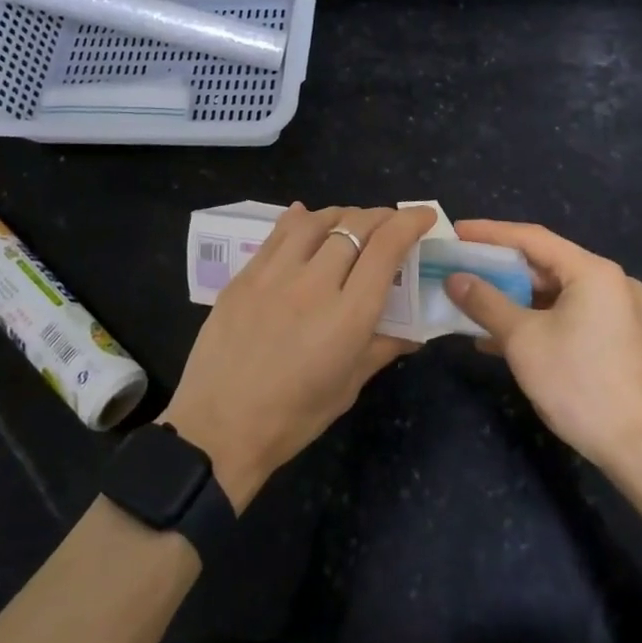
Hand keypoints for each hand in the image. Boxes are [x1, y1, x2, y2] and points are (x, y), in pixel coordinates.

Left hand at [161, 204, 432, 511]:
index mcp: (346, 316)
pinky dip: (299, 219)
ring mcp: (273, 275)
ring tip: (351, 220)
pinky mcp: (244, 276)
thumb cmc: (292, 418)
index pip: (385, 249)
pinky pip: (277, 233)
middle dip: (381, 217)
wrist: (218, 429)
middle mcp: (312, 284)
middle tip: (391, 222)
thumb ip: (382, 348)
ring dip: (341, 214)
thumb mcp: (347, 387)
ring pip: (315, 221)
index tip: (424, 216)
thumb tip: (414, 330)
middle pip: (353, 227)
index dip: (409, 224)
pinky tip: (305, 217)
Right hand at [446, 220, 641, 470]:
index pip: (532, 238)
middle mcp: (611, 282)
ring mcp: (618, 311)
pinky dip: (535, 318)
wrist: (637, 448)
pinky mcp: (617, 338)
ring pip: (555, 292)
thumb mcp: (522, 339)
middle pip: (545, 264)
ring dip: (513, 297)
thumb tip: (454, 279)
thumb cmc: (578, 384)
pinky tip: (500, 336)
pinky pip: (568, 314)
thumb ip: (485, 302)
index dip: (490, 233)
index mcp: (593, 272)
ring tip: (473, 300)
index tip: (457, 232)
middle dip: (500, 268)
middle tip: (461, 266)